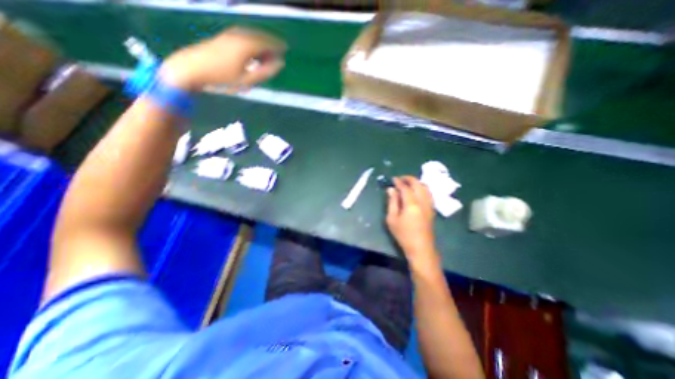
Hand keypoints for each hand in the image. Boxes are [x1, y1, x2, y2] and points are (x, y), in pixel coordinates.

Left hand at [160, 27, 285, 90]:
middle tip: (277, 55)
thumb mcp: (247, 80)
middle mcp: (238, 35)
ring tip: (266, 57)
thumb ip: (265, 72)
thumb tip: (280, 64)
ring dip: (260, 45)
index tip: (286, 48)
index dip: (278, 45)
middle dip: (270, 45)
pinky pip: (243, 37)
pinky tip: (252, 54)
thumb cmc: (222, 78)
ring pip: (251, 36)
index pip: (267, 42)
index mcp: (246, 45)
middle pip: (259, 37)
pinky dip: (251, 44)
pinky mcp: (222, 38)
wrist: (191, 69)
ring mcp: (228, 35)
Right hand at [388, 177, 441, 271]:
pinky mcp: (432, 209)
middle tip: (400, 179)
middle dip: (408, 179)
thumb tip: (391, 189)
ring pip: (425, 187)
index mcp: (411, 203)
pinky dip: (422, 188)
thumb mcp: (392, 219)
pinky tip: (416, 192)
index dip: (398, 181)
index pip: (405, 187)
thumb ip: (392, 202)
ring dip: (416, 182)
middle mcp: (422, 201)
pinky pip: (428, 193)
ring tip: (407, 183)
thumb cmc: (403, 234)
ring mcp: (429, 205)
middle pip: (418, 184)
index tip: (392, 179)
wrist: (421, 248)